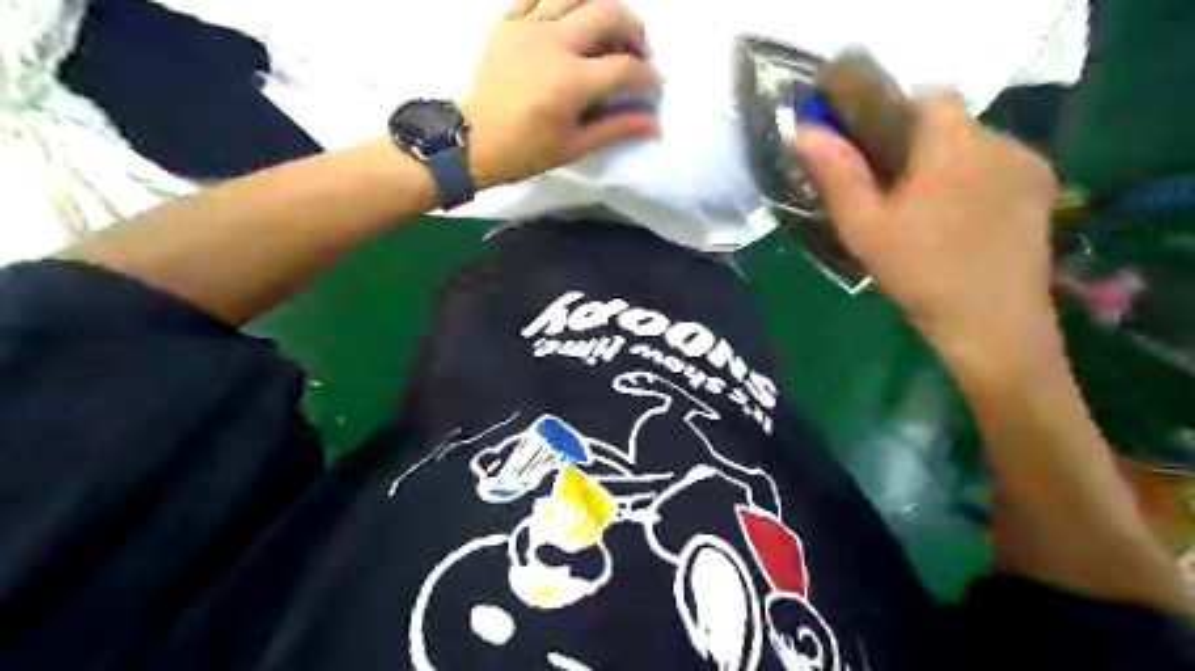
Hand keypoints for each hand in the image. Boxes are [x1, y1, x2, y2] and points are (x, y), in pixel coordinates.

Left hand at [458, 0, 663, 186]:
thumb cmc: (525, 151)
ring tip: (608, 28)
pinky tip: (571, 19)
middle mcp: (553, 44)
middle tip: (638, 51)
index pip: (625, 68)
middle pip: (608, 14)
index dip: (648, 77)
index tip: (654, 87)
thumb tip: (654, 122)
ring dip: (602, 6)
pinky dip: (563, 1)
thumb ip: (616, 128)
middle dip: (634, 29)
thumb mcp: (574, 146)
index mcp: (571, 82)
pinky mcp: (506, 21)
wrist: (471, 140)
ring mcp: (527, 27)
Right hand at [796, 95, 1058, 361]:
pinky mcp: (1041, 191)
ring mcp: (1027, 164)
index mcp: (953, 143)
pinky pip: (996, 166)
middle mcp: (998, 140)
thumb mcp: (864, 228)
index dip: (891, 114)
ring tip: (920, 209)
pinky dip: (970, 178)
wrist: (992, 325)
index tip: (867, 149)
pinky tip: (956, 219)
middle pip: (948, 122)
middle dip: (914, 144)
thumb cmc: (919, 273)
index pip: (924, 97)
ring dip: (943, 162)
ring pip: (972, 144)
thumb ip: (836, 175)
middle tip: (887, 190)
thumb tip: (803, 131)